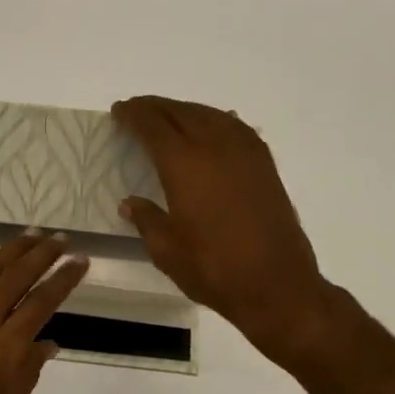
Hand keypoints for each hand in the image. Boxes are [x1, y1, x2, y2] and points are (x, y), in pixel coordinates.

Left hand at [0, 232, 88, 393]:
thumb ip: (26, 377)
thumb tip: (47, 344)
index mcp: (6, 349)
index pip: (42, 303)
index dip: (64, 279)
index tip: (80, 261)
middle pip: (18, 277)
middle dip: (43, 254)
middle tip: (60, 238)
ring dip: (11, 250)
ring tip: (30, 235)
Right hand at [112, 96, 333, 359]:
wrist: (276, 285)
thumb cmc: (213, 269)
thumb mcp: (166, 250)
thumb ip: (146, 220)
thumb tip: (131, 203)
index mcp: (184, 165)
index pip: (153, 126)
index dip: (133, 115)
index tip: (119, 111)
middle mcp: (215, 147)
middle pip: (182, 112)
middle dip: (156, 107)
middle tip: (137, 110)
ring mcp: (245, 153)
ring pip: (211, 115)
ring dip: (186, 110)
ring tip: (169, 117)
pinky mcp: (265, 166)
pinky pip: (235, 128)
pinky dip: (215, 120)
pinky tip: (212, 128)